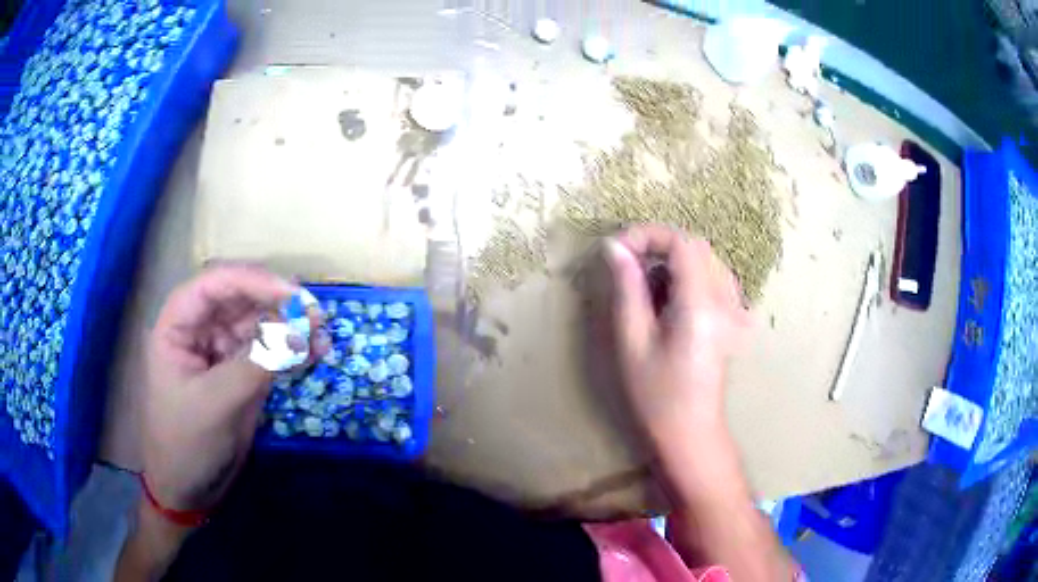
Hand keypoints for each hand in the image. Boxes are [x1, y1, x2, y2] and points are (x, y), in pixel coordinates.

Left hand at [141, 265, 320, 514]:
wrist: (189, 490)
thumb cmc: (187, 443)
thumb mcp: (217, 404)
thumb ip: (256, 364)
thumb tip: (300, 329)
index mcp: (178, 326)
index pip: (213, 285)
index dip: (251, 281)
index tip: (291, 294)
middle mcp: (199, 330)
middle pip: (239, 299)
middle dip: (277, 302)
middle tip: (316, 314)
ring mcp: (221, 351)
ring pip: (258, 323)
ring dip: (290, 325)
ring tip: (322, 333)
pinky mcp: (240, 373)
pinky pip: (268, 352)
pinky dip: (291, 350)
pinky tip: (315, 351)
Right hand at [604, 225, 749, 440]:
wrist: (691, 429)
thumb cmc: (656, 393)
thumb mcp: (633, 341)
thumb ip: (627, 288)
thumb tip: (615, 248)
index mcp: (700, 305)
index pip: (682, 243)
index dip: (648, 235)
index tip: (619, 249)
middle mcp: (725, 300)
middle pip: (697, 246)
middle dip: (659, 245)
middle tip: (627, 264)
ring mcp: (733, 309)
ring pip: (707, 259)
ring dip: (673, 259)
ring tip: (646, 285)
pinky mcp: (733, 318)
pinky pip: (714, 278)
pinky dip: (689, 274)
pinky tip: (671, 298)